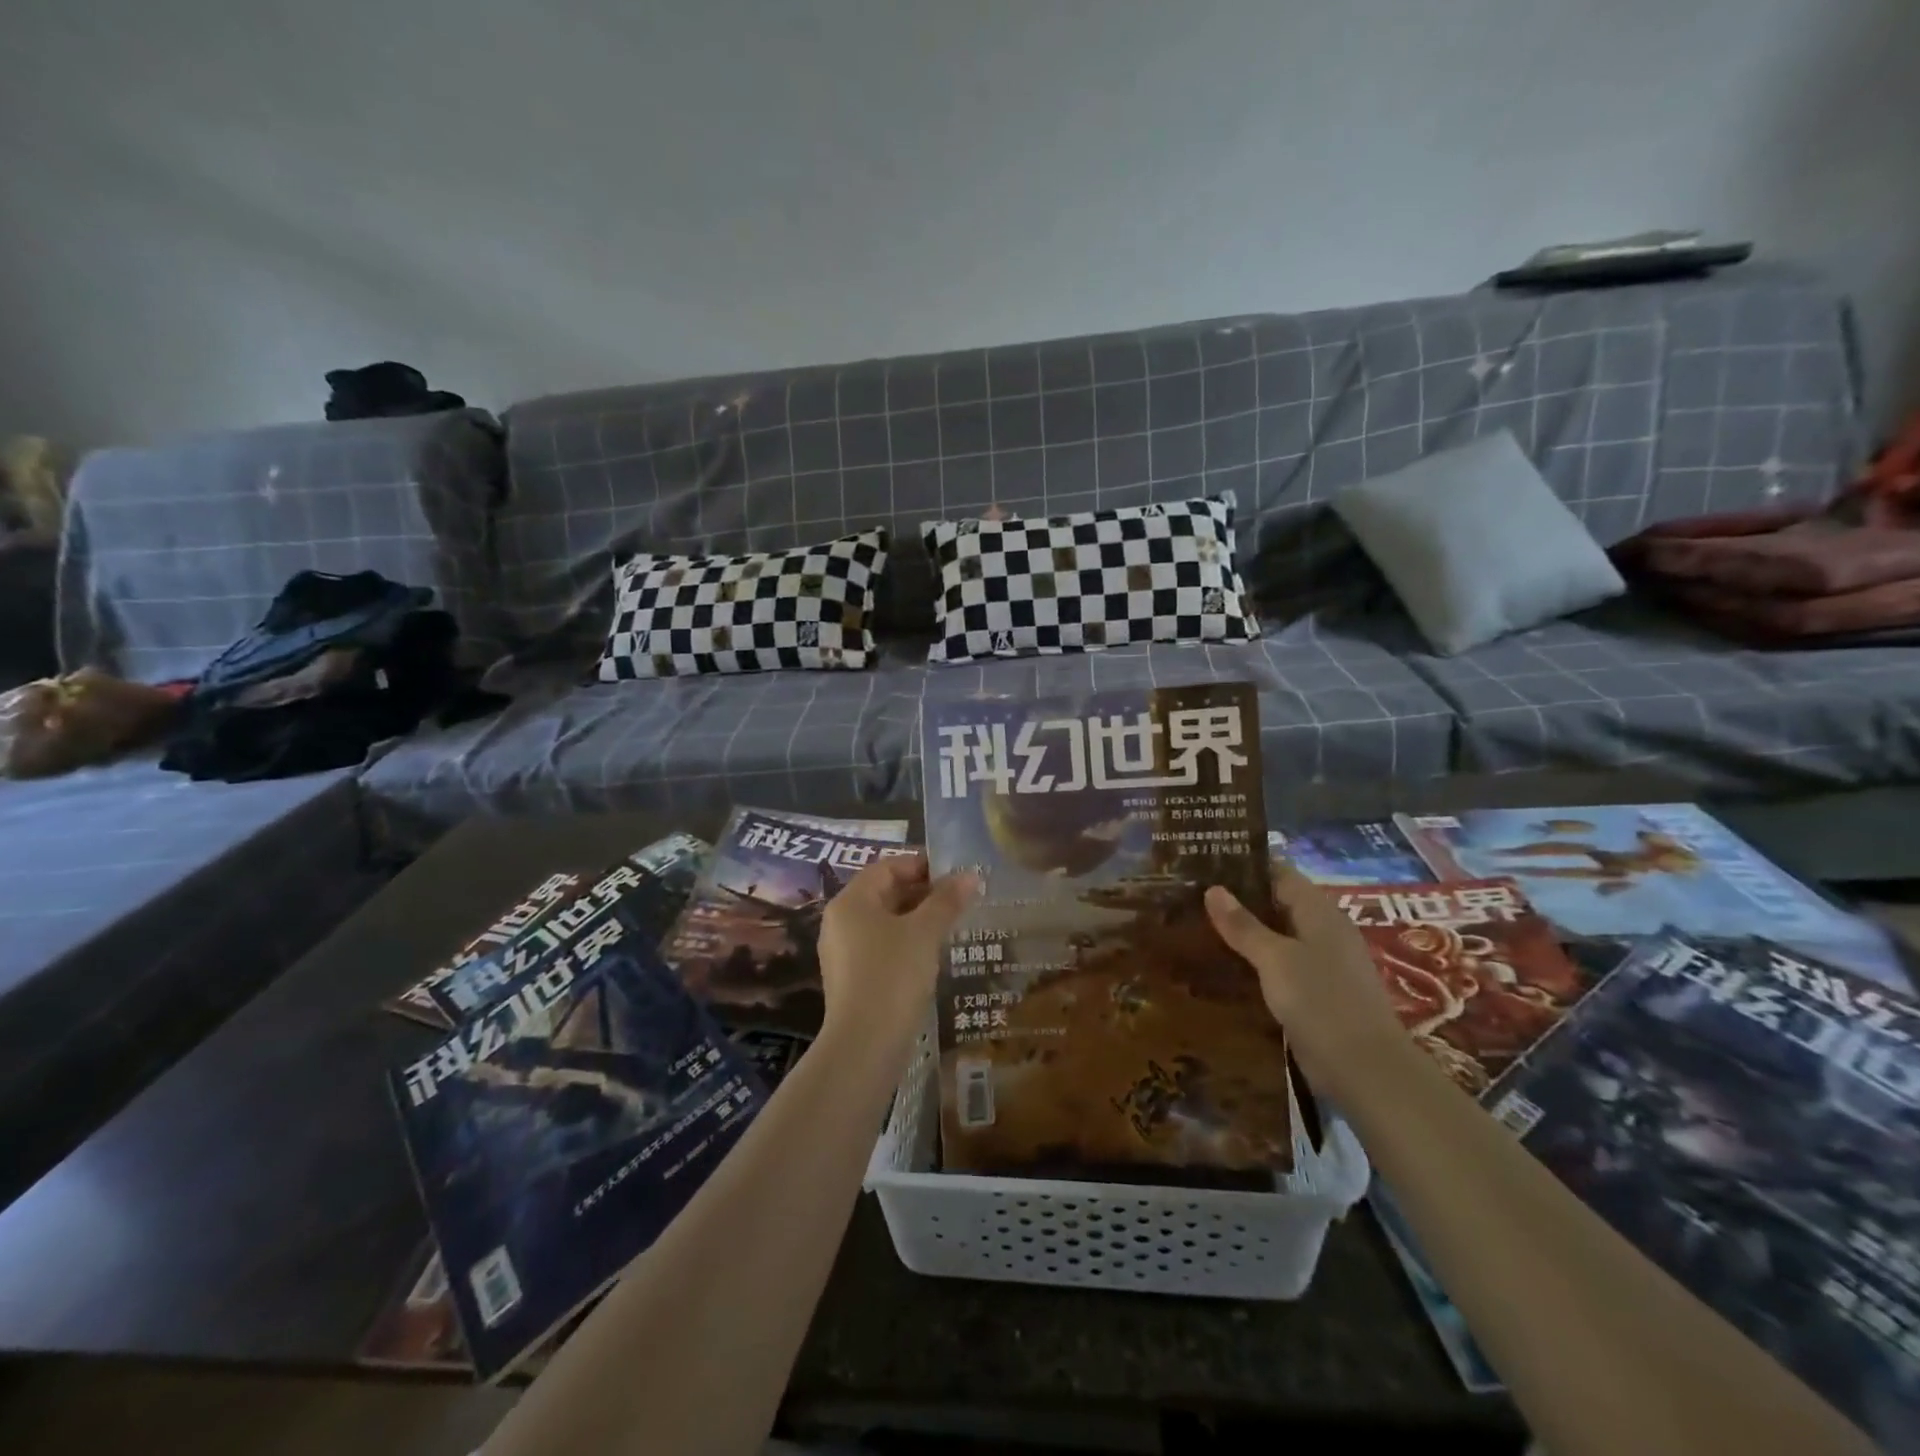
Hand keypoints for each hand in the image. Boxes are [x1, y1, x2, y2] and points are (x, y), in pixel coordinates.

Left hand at [817, 854, 977, 1043]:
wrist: (865, 1045)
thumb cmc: (893, 975)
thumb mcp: (924, 933)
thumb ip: (946, 901)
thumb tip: (970, 875)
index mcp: (851, 901)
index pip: (887, 867)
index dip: (921, 864)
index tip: (955, 873)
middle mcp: (840, 921)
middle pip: (884, 893)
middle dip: (923, 892)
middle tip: (959, 898)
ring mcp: (843, 952)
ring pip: (884, 922)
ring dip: (917, 918)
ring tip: (952, 923)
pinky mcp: (852, 979)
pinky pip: (881, 947)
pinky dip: (906, 942)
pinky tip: (932, 954)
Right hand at [1205, 861, 1412, 1107]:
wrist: (1365, 1071)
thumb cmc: (1322, 1002)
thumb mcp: (1276, 959)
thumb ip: (1243, 925)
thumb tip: (1213, 889)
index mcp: (1319, 912)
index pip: (1279, 873)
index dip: (1245, 864)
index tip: (1205, 861)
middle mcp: (1322, 931)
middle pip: (1276, 903)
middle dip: (1237, 899)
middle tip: (1190, 895)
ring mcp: (1321, 964)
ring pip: (1275, 937)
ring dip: (1242, 933)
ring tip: (1195, 927)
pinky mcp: (1315, 995)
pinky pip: (1278, 967)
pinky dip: (1252, 962)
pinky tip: (1221, 967)